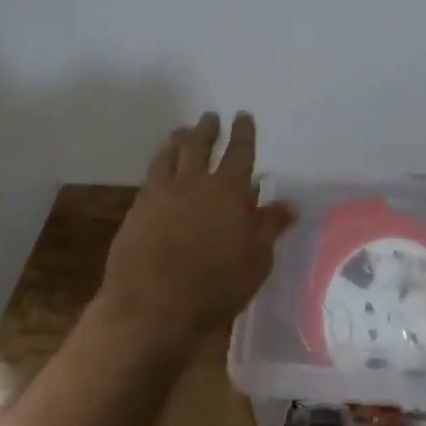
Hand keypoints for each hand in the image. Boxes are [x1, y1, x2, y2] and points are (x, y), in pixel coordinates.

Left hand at [95, 111, 296, 357]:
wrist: (149, 309)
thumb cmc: (213, 287)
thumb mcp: (255, 261)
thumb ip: (270, 227)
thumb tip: (289, 204)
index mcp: (227, 190)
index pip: (239, 151)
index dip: (243, 132)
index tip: (243, 116)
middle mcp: (193, 183)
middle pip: (200, 144)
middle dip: (208, 128)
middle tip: (211, 117)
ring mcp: (161, 194)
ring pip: (170, 155)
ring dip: (178, 140)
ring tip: (182, 132)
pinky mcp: (136, 211)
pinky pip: (150, 176)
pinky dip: (159, 164)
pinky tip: (159, 169)